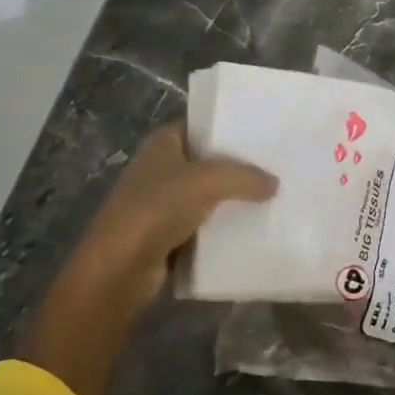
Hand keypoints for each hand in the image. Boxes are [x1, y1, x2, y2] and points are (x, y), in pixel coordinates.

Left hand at [20, 123, 275, 394]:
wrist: (119, 269)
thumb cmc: (158, 208)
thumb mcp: (209, 181)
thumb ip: (245, 177)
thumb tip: (274, 184)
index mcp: (162, 143)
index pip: (200, 125)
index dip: (228, 128)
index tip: (263, 133)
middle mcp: (159, 168)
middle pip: (205, 161)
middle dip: (236, 166)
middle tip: (275, 166)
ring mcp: (159, 204)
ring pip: (205, 195)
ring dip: (230, 199)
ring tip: (271, 197)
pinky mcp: (164, 236)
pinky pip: (201, 226)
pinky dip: (220, 229)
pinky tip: (250, 230)